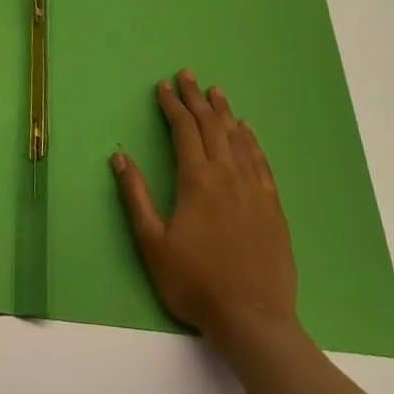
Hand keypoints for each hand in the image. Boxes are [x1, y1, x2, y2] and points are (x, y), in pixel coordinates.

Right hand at [111, 69, 300, 355]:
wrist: (253, 319)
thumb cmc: (194, 282)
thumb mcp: (152, 242)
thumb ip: (136, 196)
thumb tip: (119, 157)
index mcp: (197, 181)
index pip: (184, 131)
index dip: (172, 106)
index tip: (163, 86)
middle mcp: (228, 176)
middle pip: (212, 127)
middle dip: (197, 99)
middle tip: (187, 75)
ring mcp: (255, 191)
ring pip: (239, 140)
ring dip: (225, 113)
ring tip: (216, 92)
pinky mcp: (273, 208)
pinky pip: (262, 163)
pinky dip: (252, 141)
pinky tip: (247, 131)